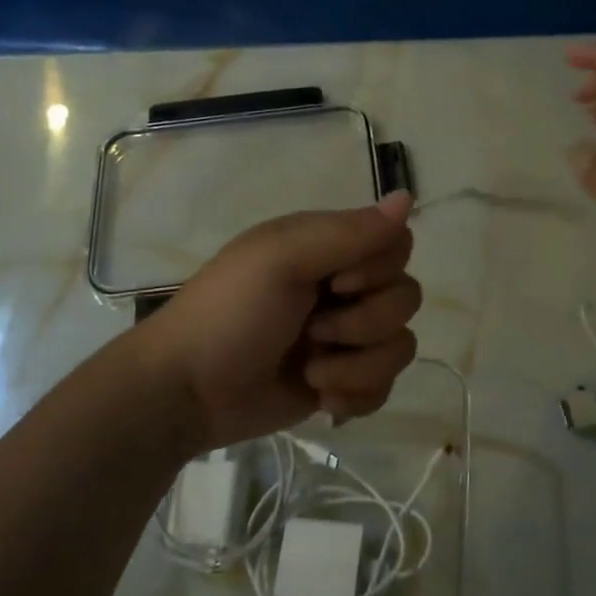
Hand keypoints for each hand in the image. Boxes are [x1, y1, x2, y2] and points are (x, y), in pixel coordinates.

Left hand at [135, 192, 421, 454]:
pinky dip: (356, 395)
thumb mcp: (282, 259)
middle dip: (364, 324)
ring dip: (357, 366)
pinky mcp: (343, 382)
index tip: (336, 283)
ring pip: (400, 346)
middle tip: (313, 332)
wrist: (187, 393)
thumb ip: (348, 232)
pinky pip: (385, 386)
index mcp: (329, 249)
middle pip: (405, 298)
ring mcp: (345, 339)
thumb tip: (408, 196)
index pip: (397, 245)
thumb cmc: (230, 315)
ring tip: (311, 374)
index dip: (378, 270)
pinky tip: (321, 400)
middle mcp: (344, 288)